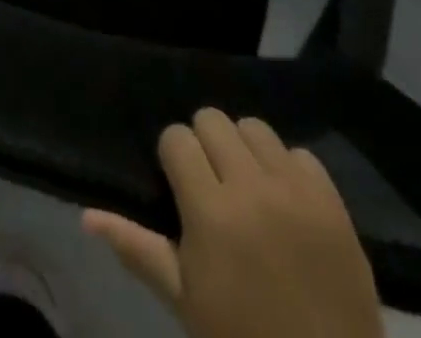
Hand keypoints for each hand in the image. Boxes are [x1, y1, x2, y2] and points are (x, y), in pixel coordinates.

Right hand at [83, 109, 381, 337]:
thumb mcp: (185, 301)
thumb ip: (137, 248)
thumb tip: (87, 216)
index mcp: (210, 211)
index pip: (176, 137)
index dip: (173, 158)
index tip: (180, 186)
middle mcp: (251, 187)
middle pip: (212, 120)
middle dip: (205, 145)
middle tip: (211, 183)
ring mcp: (297, 192)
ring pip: (255, 127)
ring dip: (245, 149)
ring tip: (248, 185)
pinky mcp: (333, 203)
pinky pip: (301, 154)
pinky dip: (288, 169)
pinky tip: (285, 200)